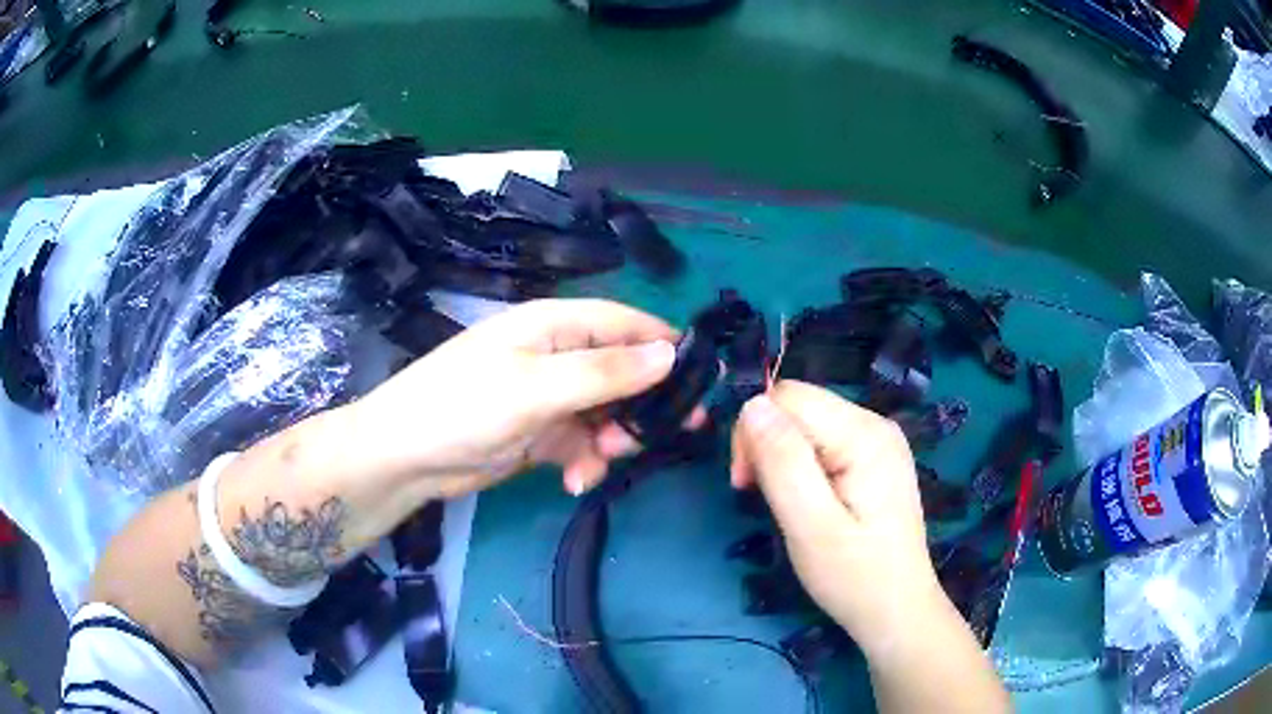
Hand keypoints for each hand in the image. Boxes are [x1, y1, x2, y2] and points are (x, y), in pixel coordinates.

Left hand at [344, 299, 682, 499]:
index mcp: (553, 326)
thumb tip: (670, 353)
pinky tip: (573, 481)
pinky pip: (578, 444)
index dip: (663, 345)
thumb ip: (605, 372)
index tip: (703, 377)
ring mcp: (545, 397)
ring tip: (602, 460)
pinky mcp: (537, 433)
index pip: (623, 324)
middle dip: (642, 404)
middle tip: (676, 433)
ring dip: (611, 440)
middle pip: (619, 372)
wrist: (405, 457)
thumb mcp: (538, 387)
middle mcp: (553, 355)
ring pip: (603, 414)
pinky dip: (583, 462)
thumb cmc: (465, 406)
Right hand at [731, 381, 944, 655]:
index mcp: (864, 434)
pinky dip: (799, 465)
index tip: (744, 483)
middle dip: (765, 443)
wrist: (898, 611)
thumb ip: (782, 463)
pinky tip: (804, 499)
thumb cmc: (855, 577)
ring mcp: (877, 440)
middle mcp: (874, 424)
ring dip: (780, 456)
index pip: (788, 398)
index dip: (754, 431)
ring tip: (783, 504)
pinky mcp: (873, 459)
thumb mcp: (810, 526)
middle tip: (757, 496)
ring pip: (806, 423)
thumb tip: (751, 405)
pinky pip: (821, 442)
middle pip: (798, 406)